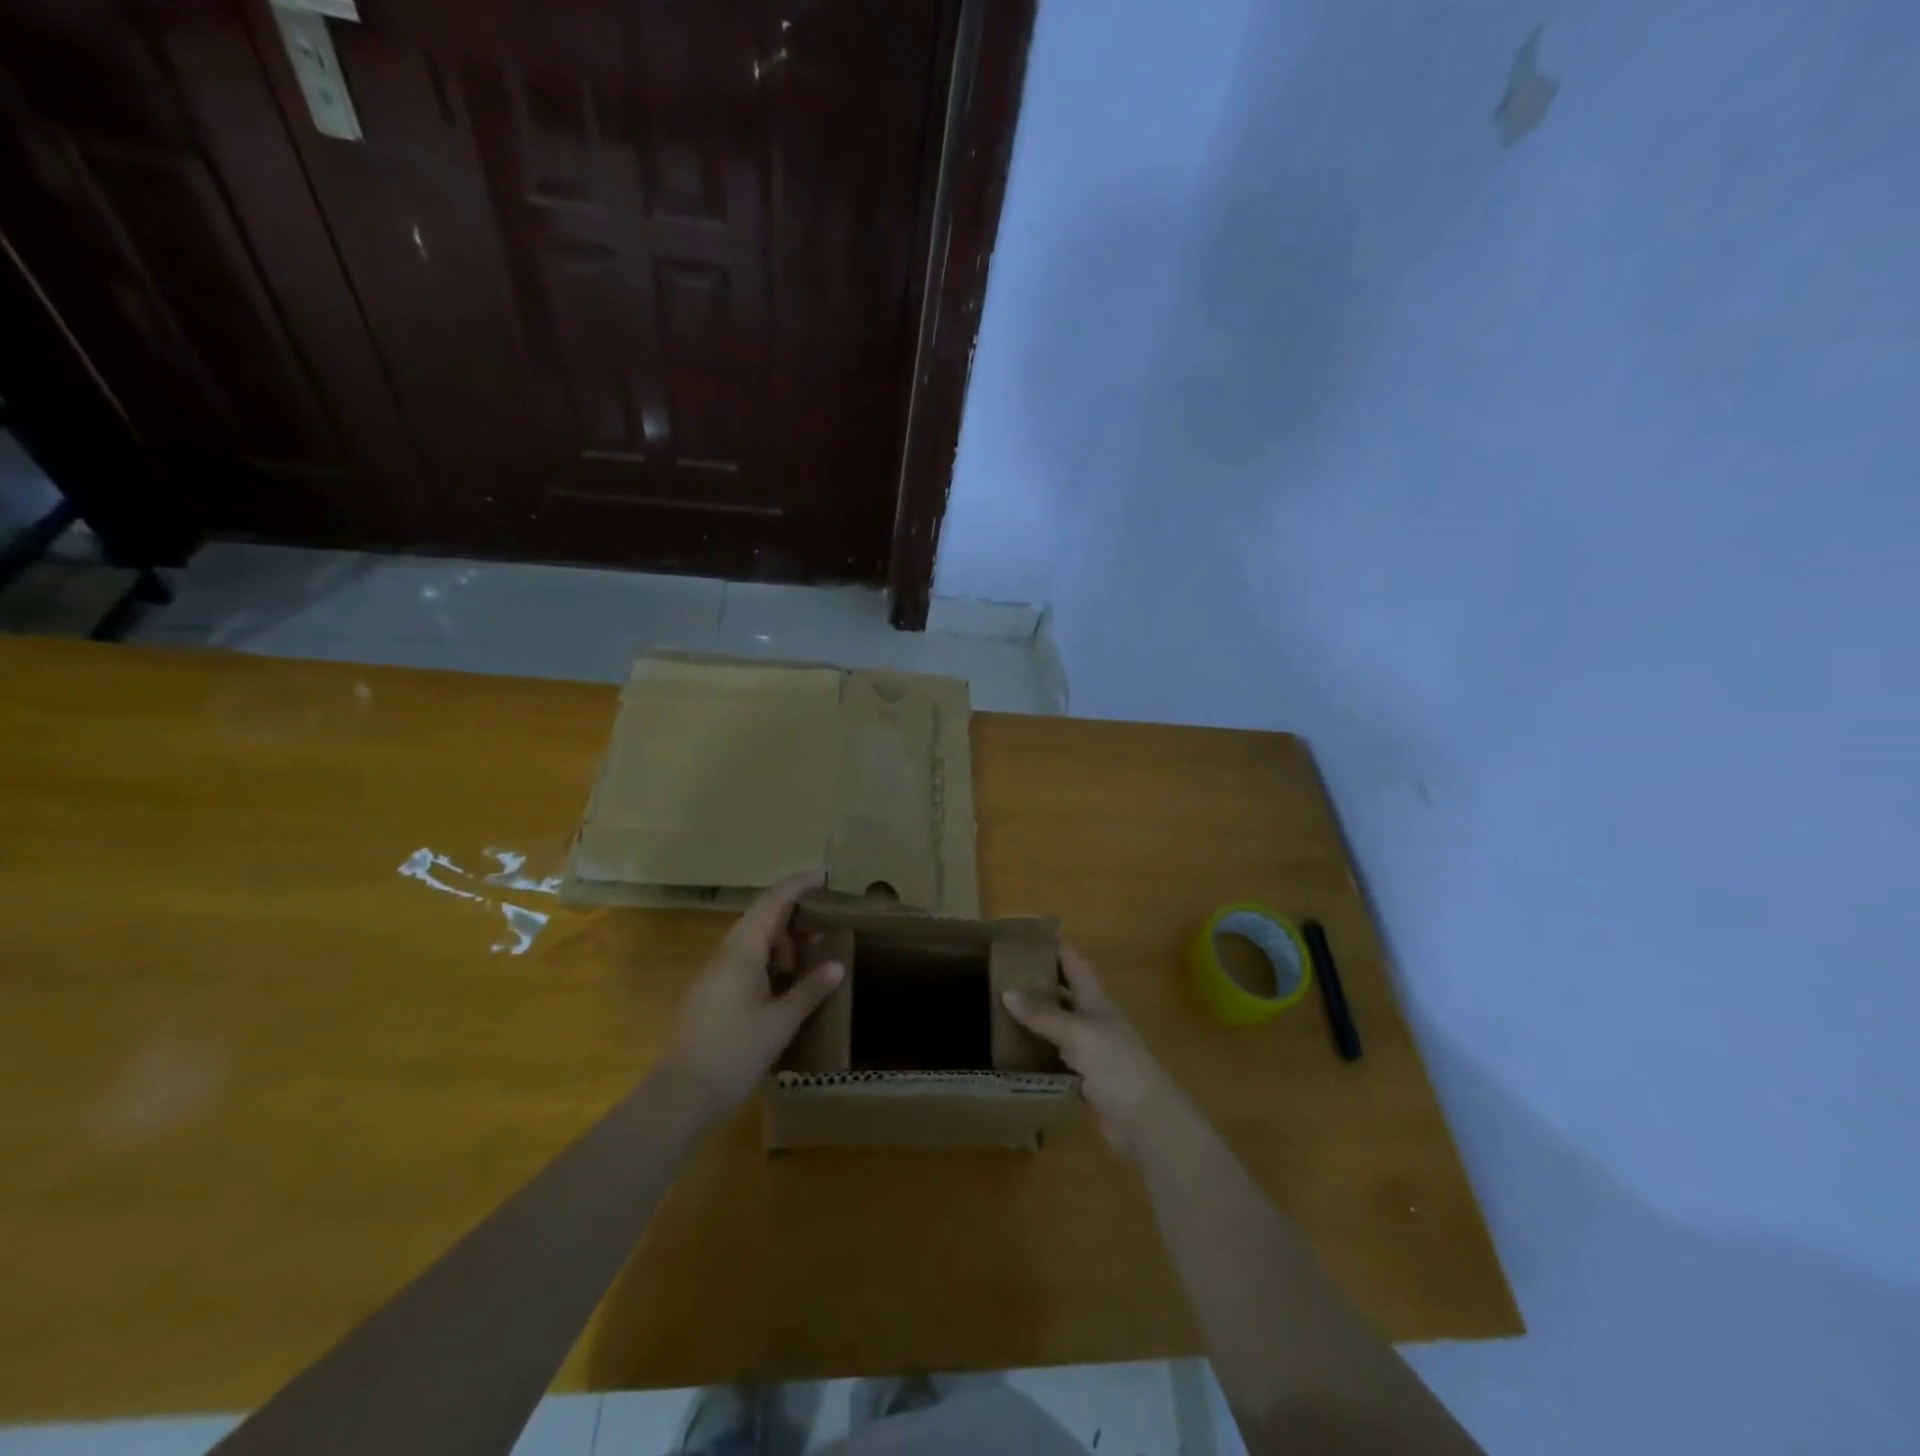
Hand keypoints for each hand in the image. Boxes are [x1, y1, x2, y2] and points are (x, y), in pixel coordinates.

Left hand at [663, 873, 843, 1110]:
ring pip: (753, 943)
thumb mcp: (781, 1021)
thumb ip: (809, 989)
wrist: (682, 1096)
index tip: (822, 877)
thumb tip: (837, 964)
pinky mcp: (712, 996)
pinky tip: (788, 983)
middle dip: (794, 915)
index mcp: (742, 952)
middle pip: (761, 919)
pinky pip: (746, 964)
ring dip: (783, 942)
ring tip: (814, 955)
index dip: (797, 886)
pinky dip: (771, 963)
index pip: (772, 903)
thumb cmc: (735, 1052)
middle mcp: (726, 956)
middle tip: (827, 922)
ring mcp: (715, 976)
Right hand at [1002, 944, 1184, 1158]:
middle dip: (1039, 979)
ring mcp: (1090, 1050)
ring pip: (1057, 1024)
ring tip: (1000, 1006)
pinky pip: (1054, 1056)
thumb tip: (1006, 991)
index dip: (1056, 946)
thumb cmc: (1117, 1066)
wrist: (1145, 1121)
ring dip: (1035, 1016)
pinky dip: (1036, 1051)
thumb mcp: (1078, 1034)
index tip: (1026, 935)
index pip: (1075, 963)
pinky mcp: (1084, 1078)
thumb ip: (1043, 1014)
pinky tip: (1013, 1051)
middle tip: (1002, 971)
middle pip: (1064, 991)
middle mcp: (1093, 1020)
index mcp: (1096, 1000)